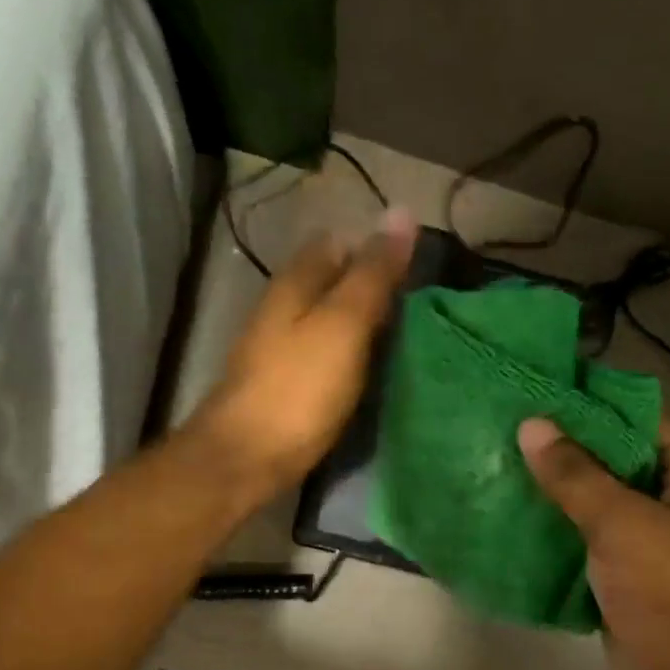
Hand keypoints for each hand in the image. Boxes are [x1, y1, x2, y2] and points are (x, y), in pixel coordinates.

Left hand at [186, 211, 416, 503]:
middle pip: (333, 283)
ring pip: (329, 322)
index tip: (417, 272)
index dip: (376, 249)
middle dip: (373, 289)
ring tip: (407, 342)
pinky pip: (326, 357)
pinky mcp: (286, 387)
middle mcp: (283, 309)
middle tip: (422, 311)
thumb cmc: (299, 389)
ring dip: (364, 326)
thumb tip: (402, 211)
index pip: (338, 244)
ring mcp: (280, 350)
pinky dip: (351, 358)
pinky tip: (373, 375)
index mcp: (295, 283)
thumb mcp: (343, 324)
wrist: (247, 458)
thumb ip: (373, 274)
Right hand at [518, 415, 669, 669]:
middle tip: (501, 433)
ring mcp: (653, 549)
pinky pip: (586, 552)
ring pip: (596, 511)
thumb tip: (532, 425)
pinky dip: (553, 541)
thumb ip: (576, 477)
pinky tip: (508, 526)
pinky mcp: (629, 586)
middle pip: (614, 466)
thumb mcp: (626, 527)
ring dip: (552, 499)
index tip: (533, 393)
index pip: (640, 421)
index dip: (588, 406)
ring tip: (494, 472)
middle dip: (561, 454)